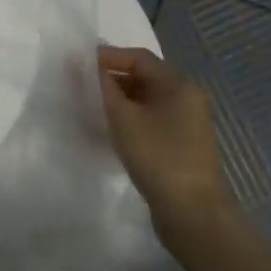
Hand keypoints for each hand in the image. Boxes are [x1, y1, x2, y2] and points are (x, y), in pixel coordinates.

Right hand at [98, 44, 233, 245]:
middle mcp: (186, 98)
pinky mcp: (180, 145)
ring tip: (90, 106)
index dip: (108, 56)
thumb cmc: (158, 157)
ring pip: (146, 100)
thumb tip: (84, 63)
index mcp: (178, 85)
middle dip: (111, 78)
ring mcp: (186, 123)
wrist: (192, 214)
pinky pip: (151, 119)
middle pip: (144, 76)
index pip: (139, 57)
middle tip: (80, 86)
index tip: (78, 64)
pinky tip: (110, 130)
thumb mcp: (123, 118)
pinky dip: (129, 118)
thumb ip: (102, 87)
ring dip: (119, 99)